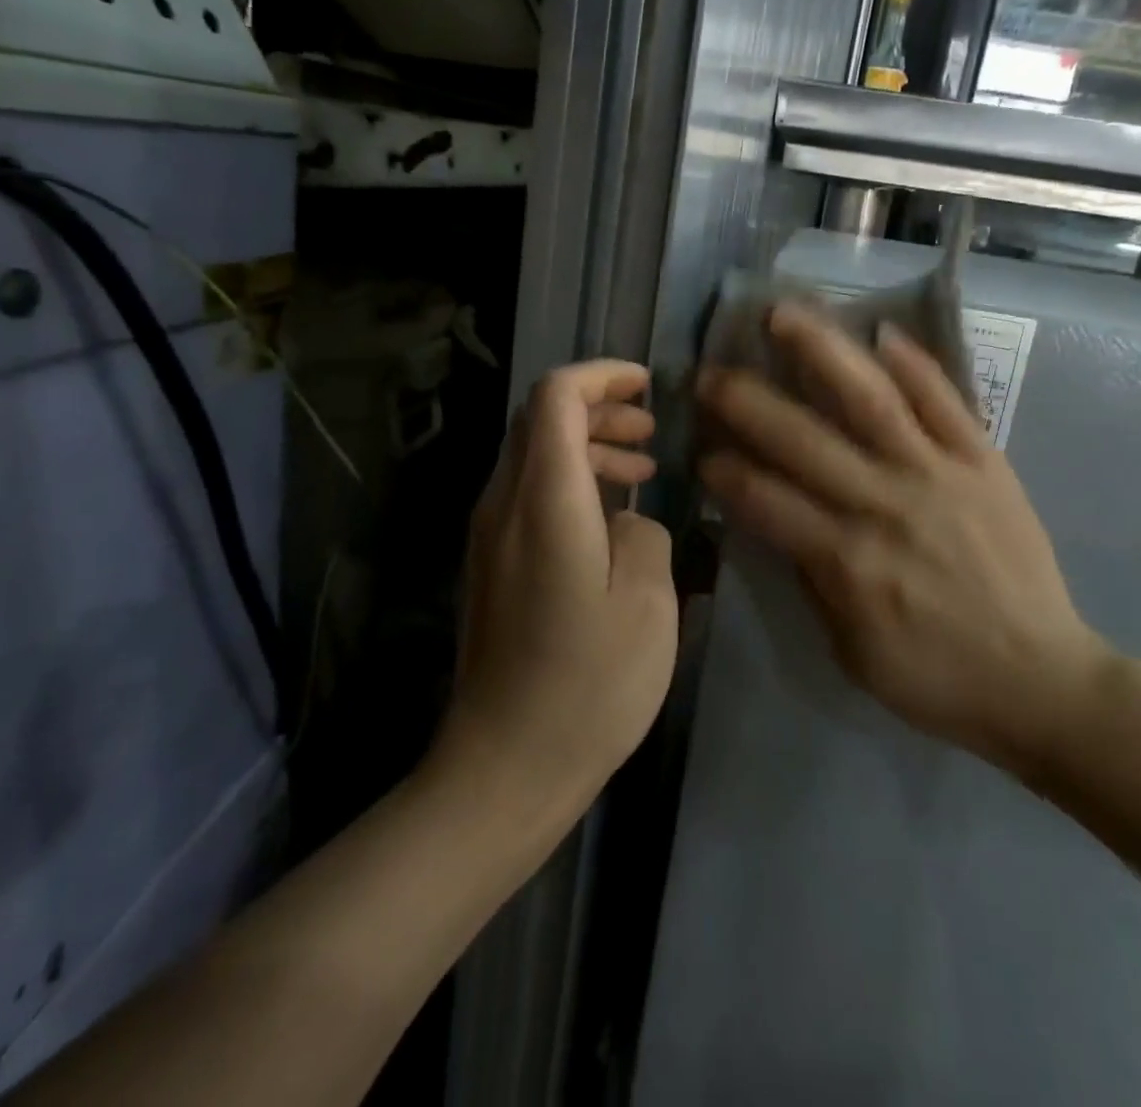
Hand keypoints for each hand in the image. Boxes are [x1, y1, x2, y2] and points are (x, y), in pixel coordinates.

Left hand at [439, 361, 678, 815]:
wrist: (506, 765)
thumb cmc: (588, 684)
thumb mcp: (648, 602)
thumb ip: (645, 534)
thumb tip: (627, 518)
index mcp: (544, 501)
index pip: (555, 397)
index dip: (600, 376)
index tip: (647, 386)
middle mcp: (504, 504)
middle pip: (539, 419)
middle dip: (598, 407)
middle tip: (651, 431)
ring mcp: (489, 536)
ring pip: (534, 456)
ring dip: (588, 445)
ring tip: (643, 469)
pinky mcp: (492, 565)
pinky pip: (529, 494)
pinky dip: (572, 482)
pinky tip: (612, 517)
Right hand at [697, 304, 1115, 783]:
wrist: (1040, 679)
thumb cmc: (935, 677)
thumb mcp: (850, 651)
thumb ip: (811, 578)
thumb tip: (777, 521)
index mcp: (846, 560)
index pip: (764, 499)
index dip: (724, 471)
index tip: (700, 450)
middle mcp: (884, 504)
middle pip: (802, 439)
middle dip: (745, 401)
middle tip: (709, 374)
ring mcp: (938, 475)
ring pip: (870, 399)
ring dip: (821, 351)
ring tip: (783, 313)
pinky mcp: (983, 462)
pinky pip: (946, 402)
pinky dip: (914, 364)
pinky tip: (882, 331)